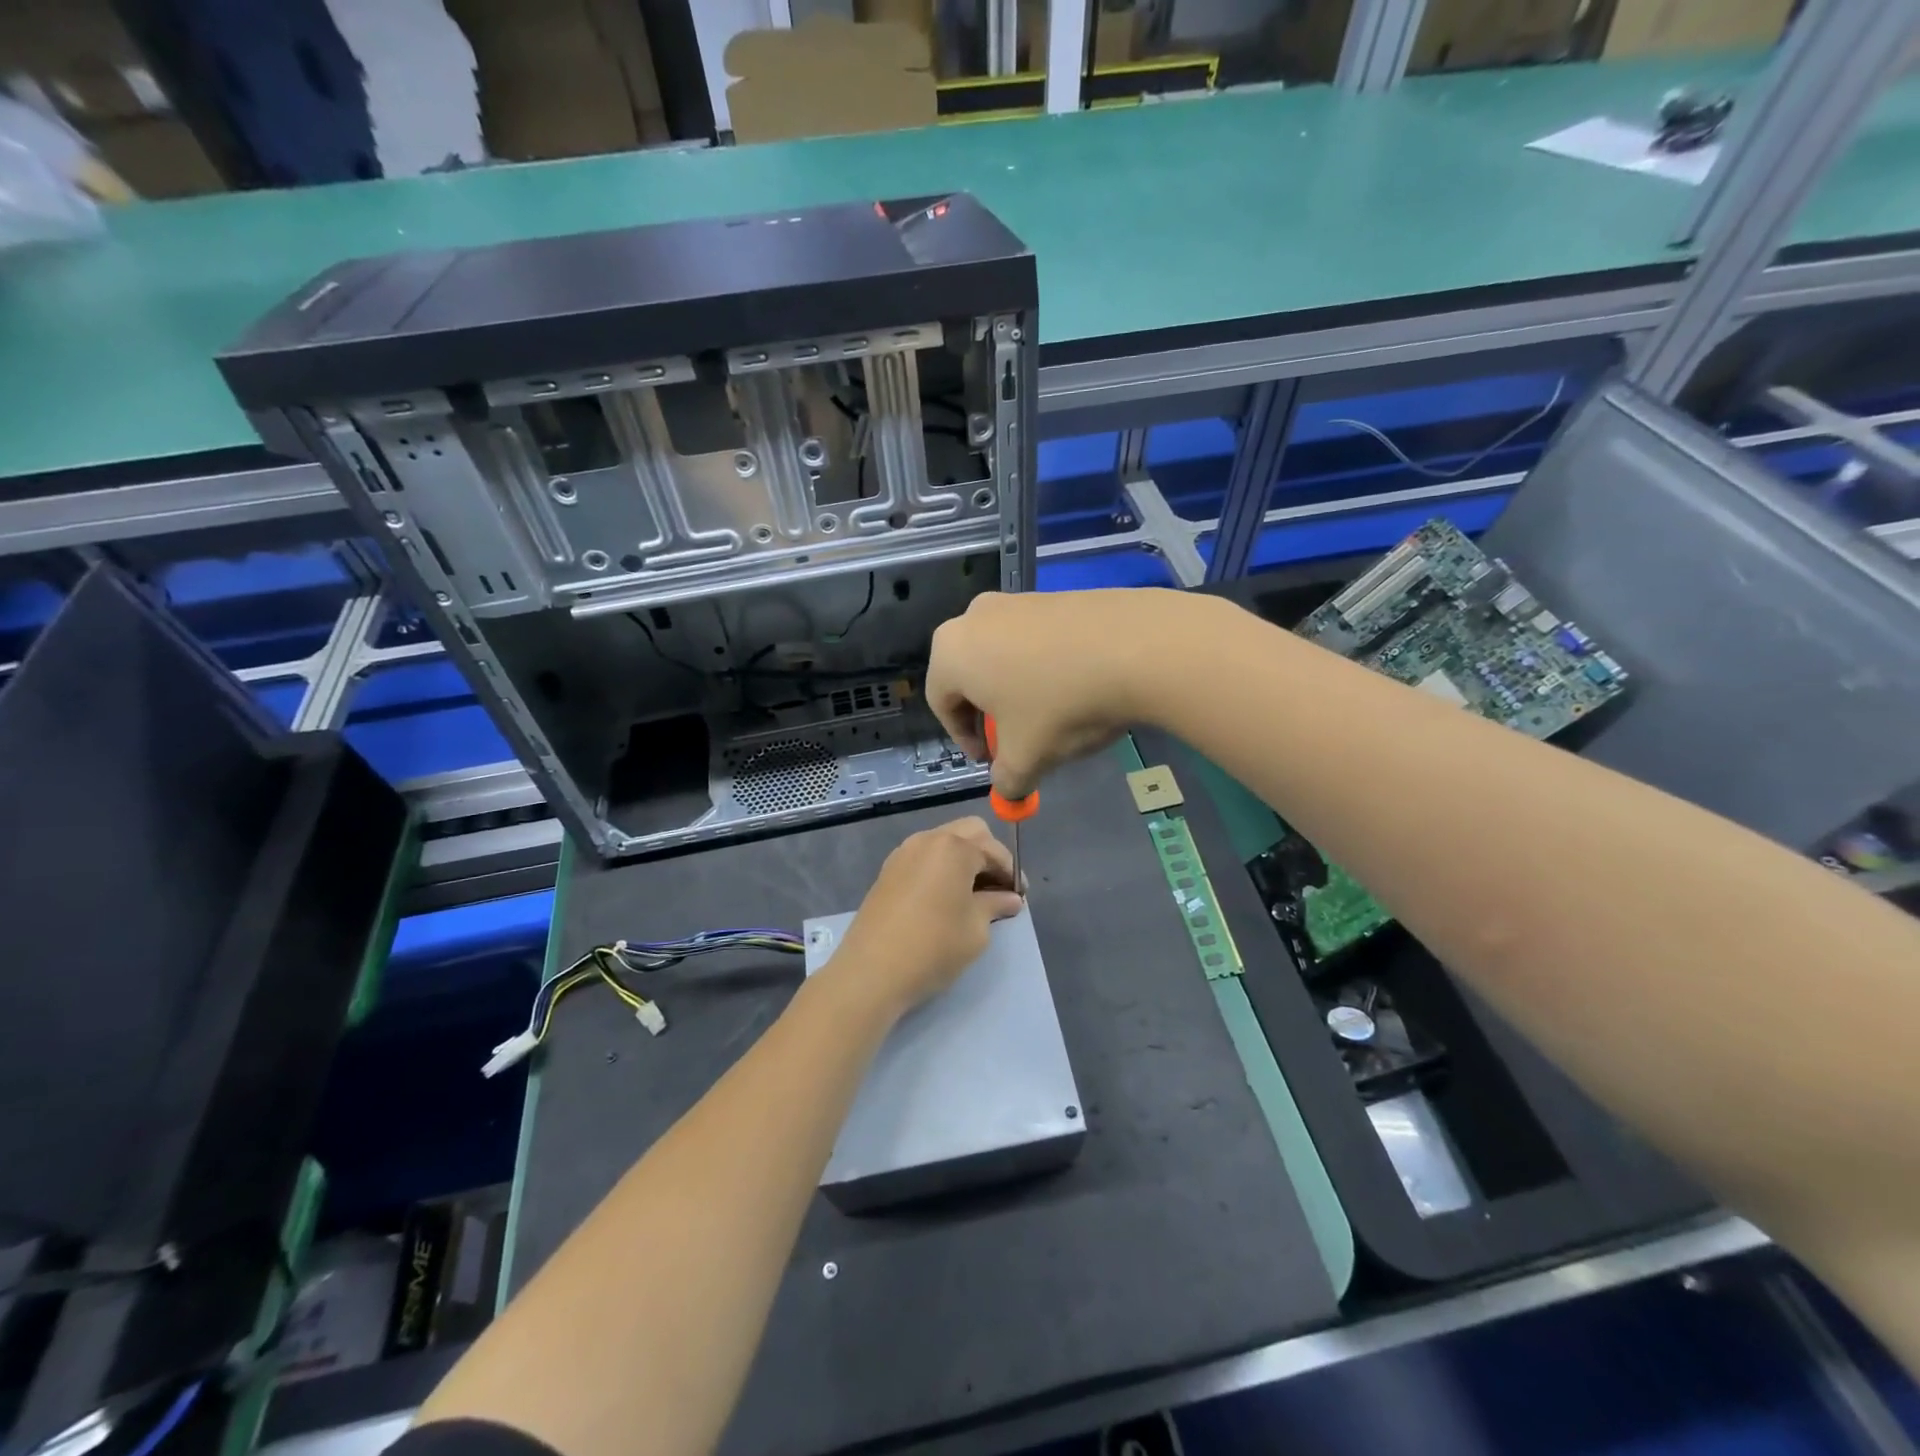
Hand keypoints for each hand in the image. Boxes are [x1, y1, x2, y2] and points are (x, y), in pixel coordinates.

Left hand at [831, 817, 1023, 1016]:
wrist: (871, 971)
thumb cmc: (933, 947)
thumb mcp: (976, 929)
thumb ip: (995, 905)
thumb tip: (1011, 899)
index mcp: (954, 847)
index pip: (994, 850)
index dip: (1011, 873)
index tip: (1020, 897)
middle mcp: (928, 839)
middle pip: (970, 832)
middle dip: (988, 854)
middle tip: (998, 889)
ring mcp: (903, 853)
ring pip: (944, 842)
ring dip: (964, 859)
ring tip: (973, 894)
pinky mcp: (888, 870)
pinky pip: (924, 857)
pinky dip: (941, 867)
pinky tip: (945, 897)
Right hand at [927, 588, 1193, 797]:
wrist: (1136, 648)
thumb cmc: (1061, 705)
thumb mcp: (1028, 757)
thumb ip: (1007, 779)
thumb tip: (1009, 788)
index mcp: (951, 652)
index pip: (941, 704)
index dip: (964, 739)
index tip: (990, 760)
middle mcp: (974, 617)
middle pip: (969, 676)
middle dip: (988, 713)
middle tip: (1014, 739)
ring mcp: (1016, 600)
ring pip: (1002, 655)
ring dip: (1016, 689)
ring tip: (1048, 715)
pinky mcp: (1054, 595)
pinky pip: (1034, 639)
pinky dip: (1043, 666)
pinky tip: (1073, 686)